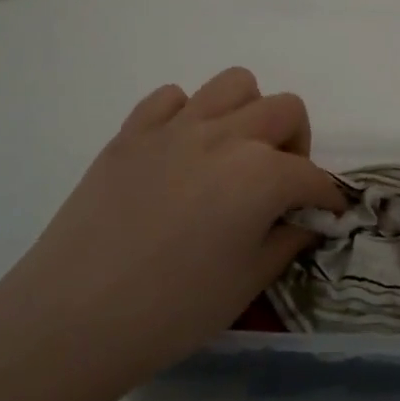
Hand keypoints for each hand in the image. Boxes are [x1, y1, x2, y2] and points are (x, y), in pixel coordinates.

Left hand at [0, 68, 342, 400]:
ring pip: (233, 84)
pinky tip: (179, 153)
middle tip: (279, 184)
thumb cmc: (172, 310)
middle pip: (284, 110)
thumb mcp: (246, 284)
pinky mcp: (132, 132)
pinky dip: (187, 115)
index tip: (326, 215)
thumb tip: (305, 220)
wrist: (74, 316)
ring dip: (247, 113)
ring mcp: (175, 127)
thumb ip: (286, 241)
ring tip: (234, 155)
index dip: (326, 198)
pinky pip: (171, 98)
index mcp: (261, 174)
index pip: (312, 176)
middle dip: (296, 143)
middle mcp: (225, 135)